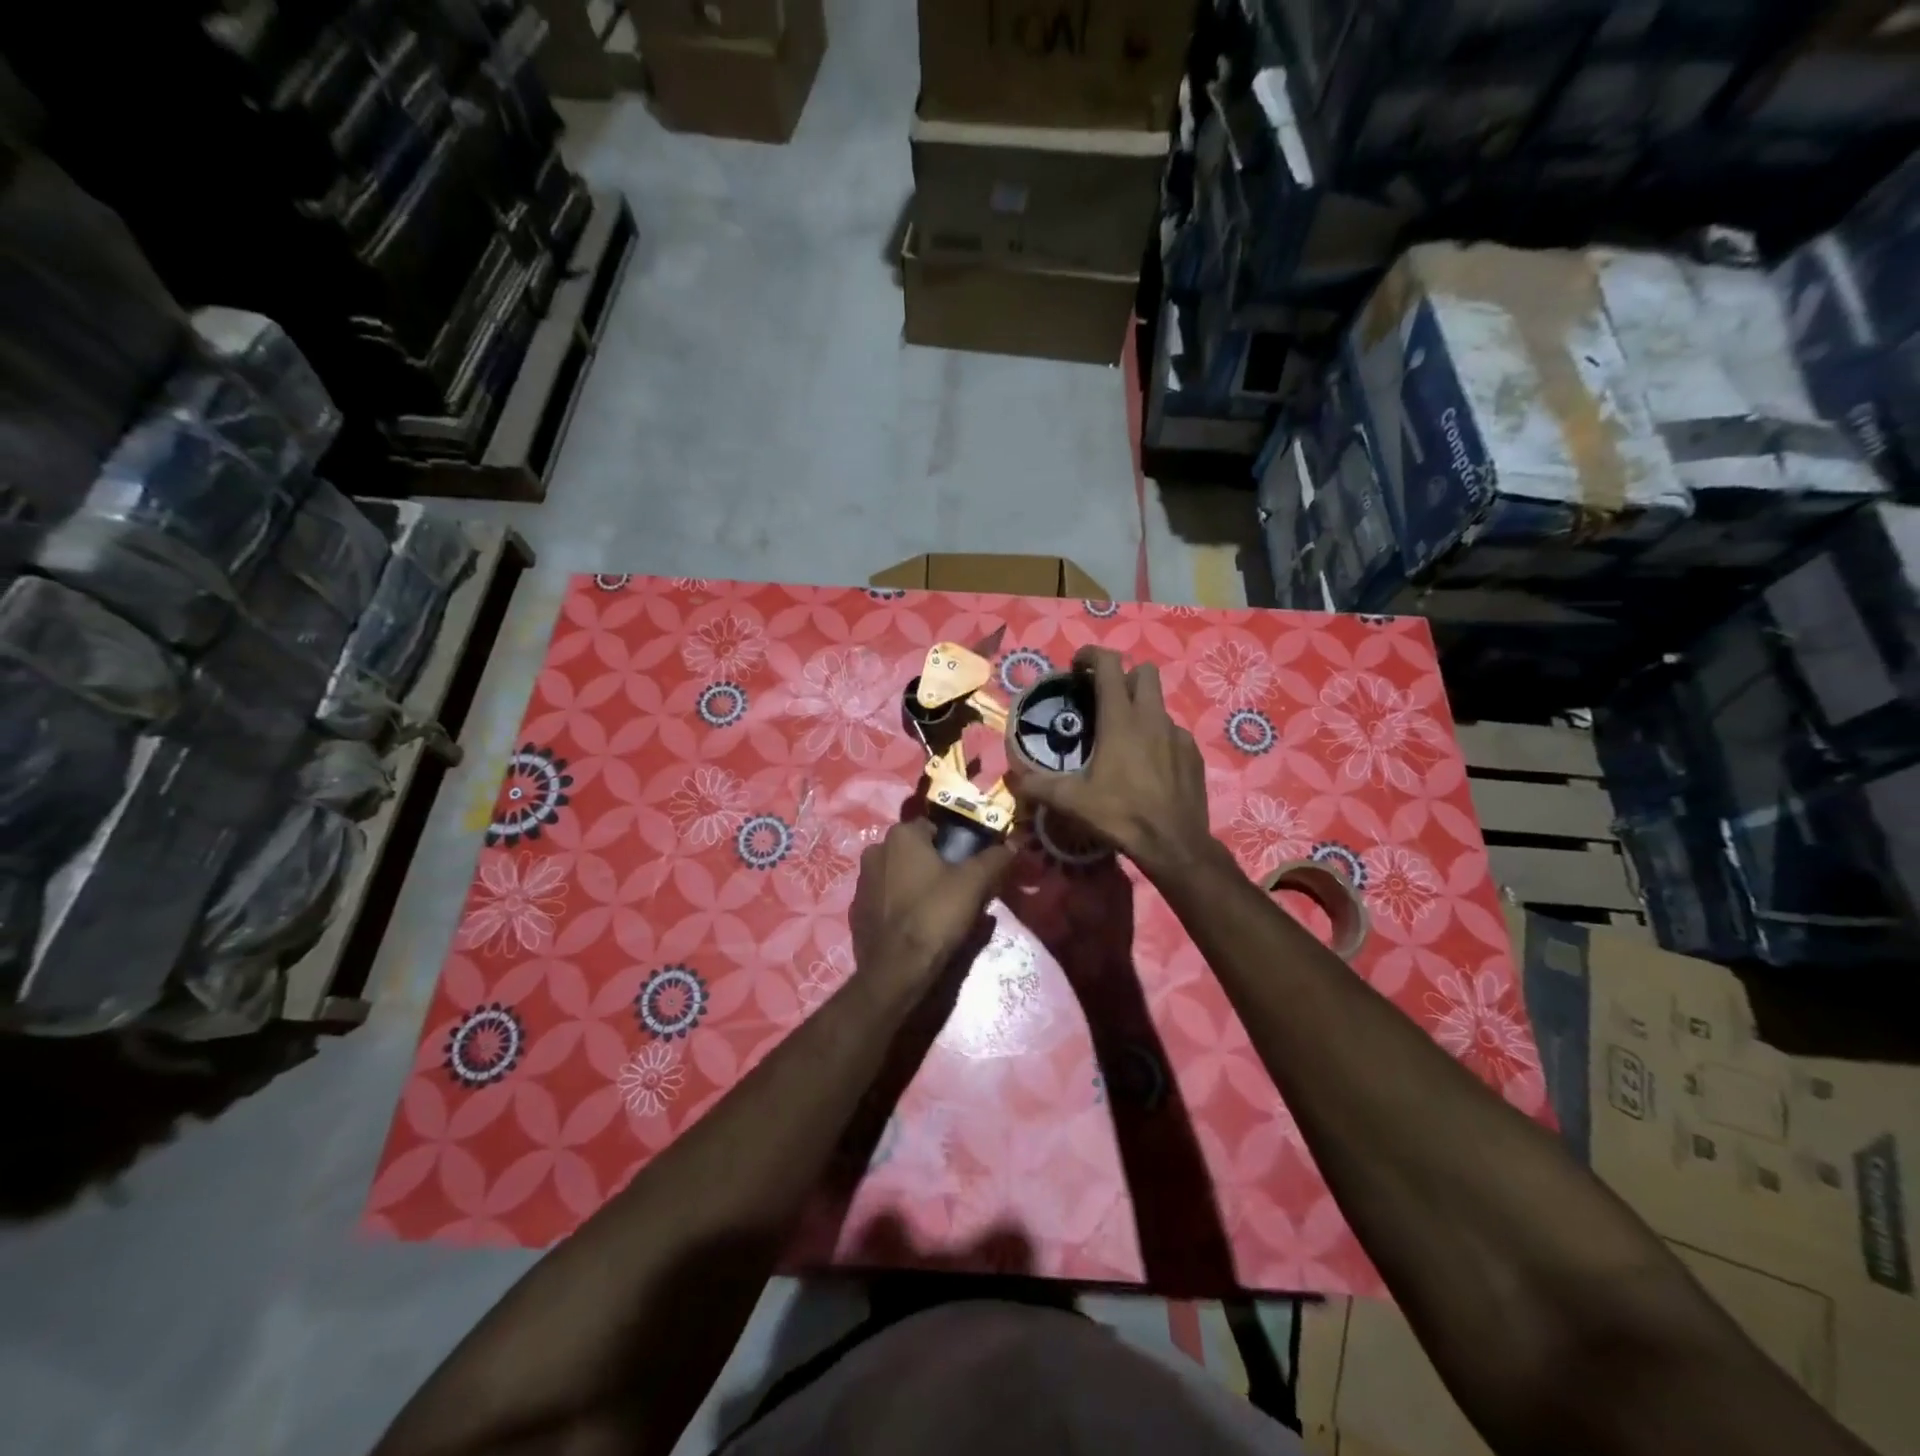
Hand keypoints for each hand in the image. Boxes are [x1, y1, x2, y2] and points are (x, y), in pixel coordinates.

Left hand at [850, 819, 1013, 990]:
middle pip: (914, 852)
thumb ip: (994, 858)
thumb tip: (1012, 843)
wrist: (897, 969)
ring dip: (916, 885)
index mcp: (900, 835)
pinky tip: (917, 925)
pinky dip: (901, 906)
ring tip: (939, 911)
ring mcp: (862, 882)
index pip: (933, 828)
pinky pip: (886, 899)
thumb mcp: (974, 883)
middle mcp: (875, 851)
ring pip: (899, 875)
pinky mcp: (856, 911)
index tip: (969, 867)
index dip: (954, 846)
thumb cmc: (935, 914)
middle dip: (934, 865)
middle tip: (958, 890)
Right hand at [1008, 646, 1214, 880]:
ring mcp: (1178, 735)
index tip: (1077, 666)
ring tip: (1123, 737)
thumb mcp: (1072, 801)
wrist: (1174, 843)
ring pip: (1159, 704)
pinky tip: (1148, 764)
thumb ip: (1039, 786)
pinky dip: (1158, 737)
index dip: (1091, 655)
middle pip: (1144, 672)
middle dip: (1123, 675)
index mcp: (1120, 720)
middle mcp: (1152, 718)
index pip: (1109, 665)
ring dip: (1140, 709)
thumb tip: (1015, 780)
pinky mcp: (1193, 754)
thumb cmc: (1120, 815)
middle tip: (1103, 698)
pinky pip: (1174, 733)